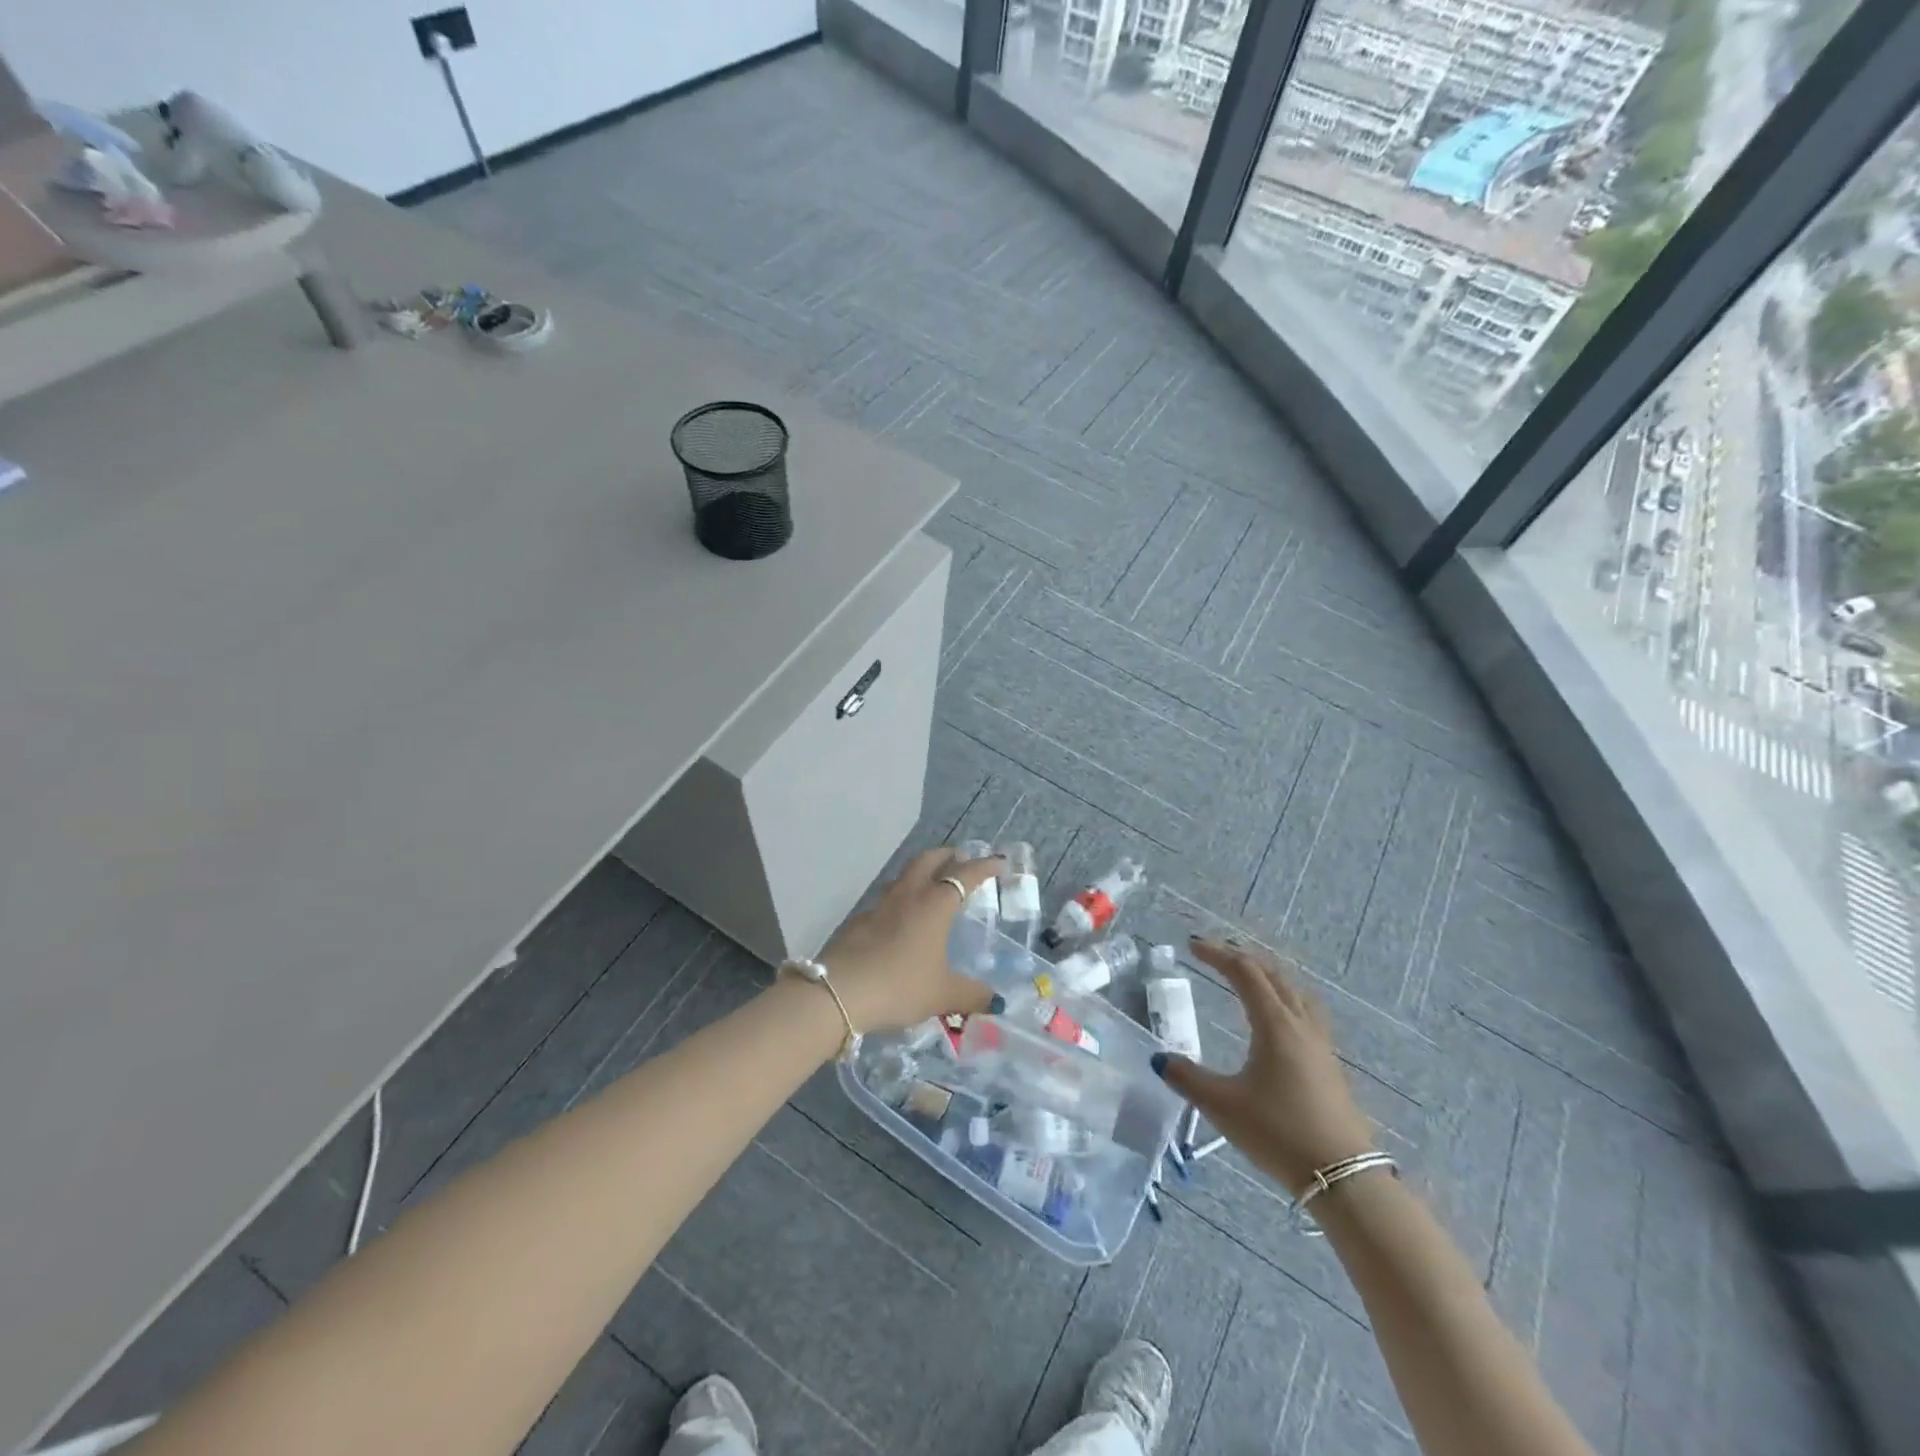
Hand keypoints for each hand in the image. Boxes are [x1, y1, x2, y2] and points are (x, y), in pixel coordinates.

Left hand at [820, 847, 1002, 1032]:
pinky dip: (901, 898)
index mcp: (934, 905)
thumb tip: (996, 1000)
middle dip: (947, 855)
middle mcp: (908, 896)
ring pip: (904, 876)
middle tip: (961, 858)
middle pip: (928, 860)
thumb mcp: (942, 994)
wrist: (839, 992)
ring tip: (932, 884)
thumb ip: (971, 994)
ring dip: (921, 872)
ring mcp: (880, 906)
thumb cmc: (900, 985)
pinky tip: (902, 919)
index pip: (964, 875)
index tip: (999, 861)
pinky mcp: (859, 921)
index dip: (984, 866)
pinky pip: (887, 899)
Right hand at [1153, 938, 1374, 1196]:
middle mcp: (1299, 1024)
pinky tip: (1277, 1018)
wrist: (1344, 1177)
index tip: (1191, 946)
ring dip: (1267, 975)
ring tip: (1246, 977)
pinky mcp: (1329, 1064)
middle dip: (1241, 958)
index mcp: (1274, 1024)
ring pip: (1293, 991)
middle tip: (1214, 955)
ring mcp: (1320, 1044)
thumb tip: (1159, 1059)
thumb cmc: (1279, 1133)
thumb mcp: (1223, 1105)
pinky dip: (1284, 996)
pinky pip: (1305, 1011)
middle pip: (1272, 974)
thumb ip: (1188, 1078)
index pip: (1244, 971)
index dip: (1217, 953)